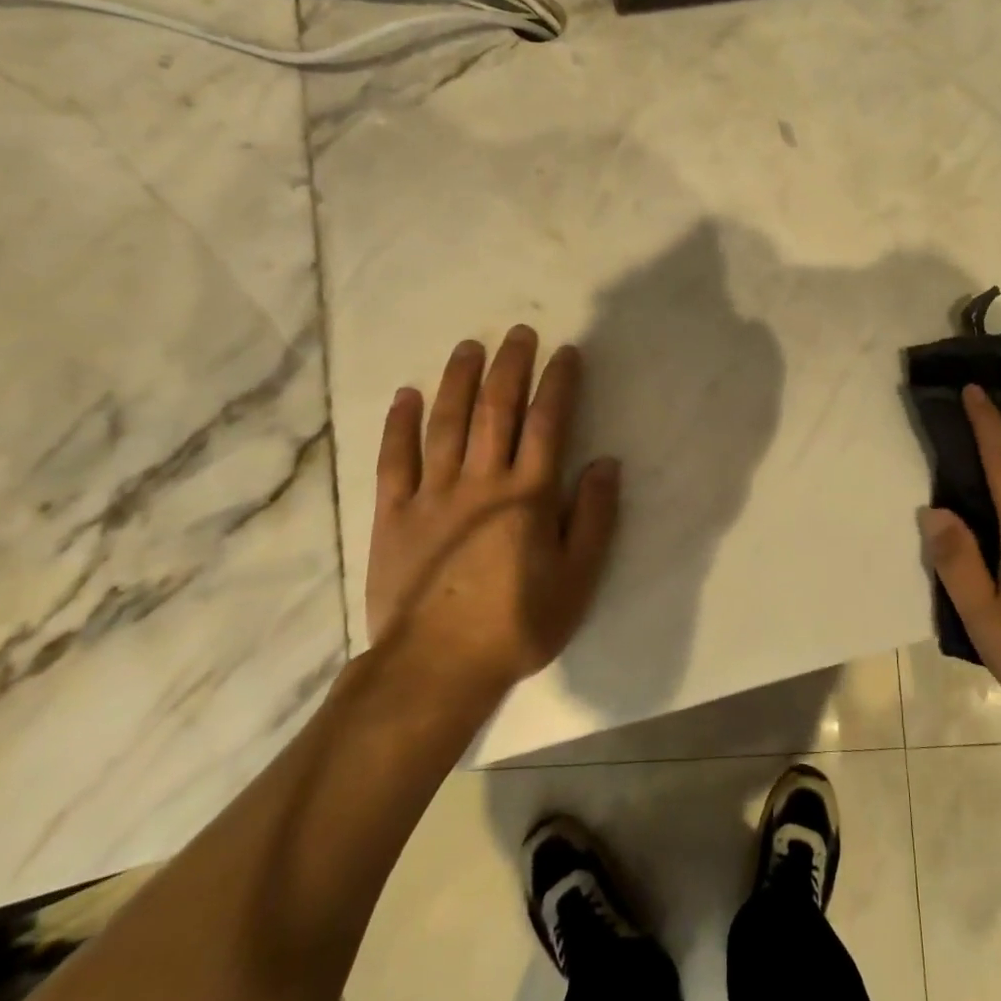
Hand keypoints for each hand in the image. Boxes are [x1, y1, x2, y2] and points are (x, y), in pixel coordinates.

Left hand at [365, 326, 619, 698]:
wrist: (436, 668)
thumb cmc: (517, 624)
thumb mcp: (577, 579)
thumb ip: (594, 518)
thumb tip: (606, 463)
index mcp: (528, 495)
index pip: (548, 424)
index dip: (559, 384)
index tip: (566, 353)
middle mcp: (482, 481)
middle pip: (497, 410)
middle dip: (510, 367)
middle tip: (519, 332)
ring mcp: (432, 494)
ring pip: (446, 424)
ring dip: (459, 380)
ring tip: (469, 346)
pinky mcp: (394, 514)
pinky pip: (395, 459)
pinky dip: (400, 425)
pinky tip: (407, 396)